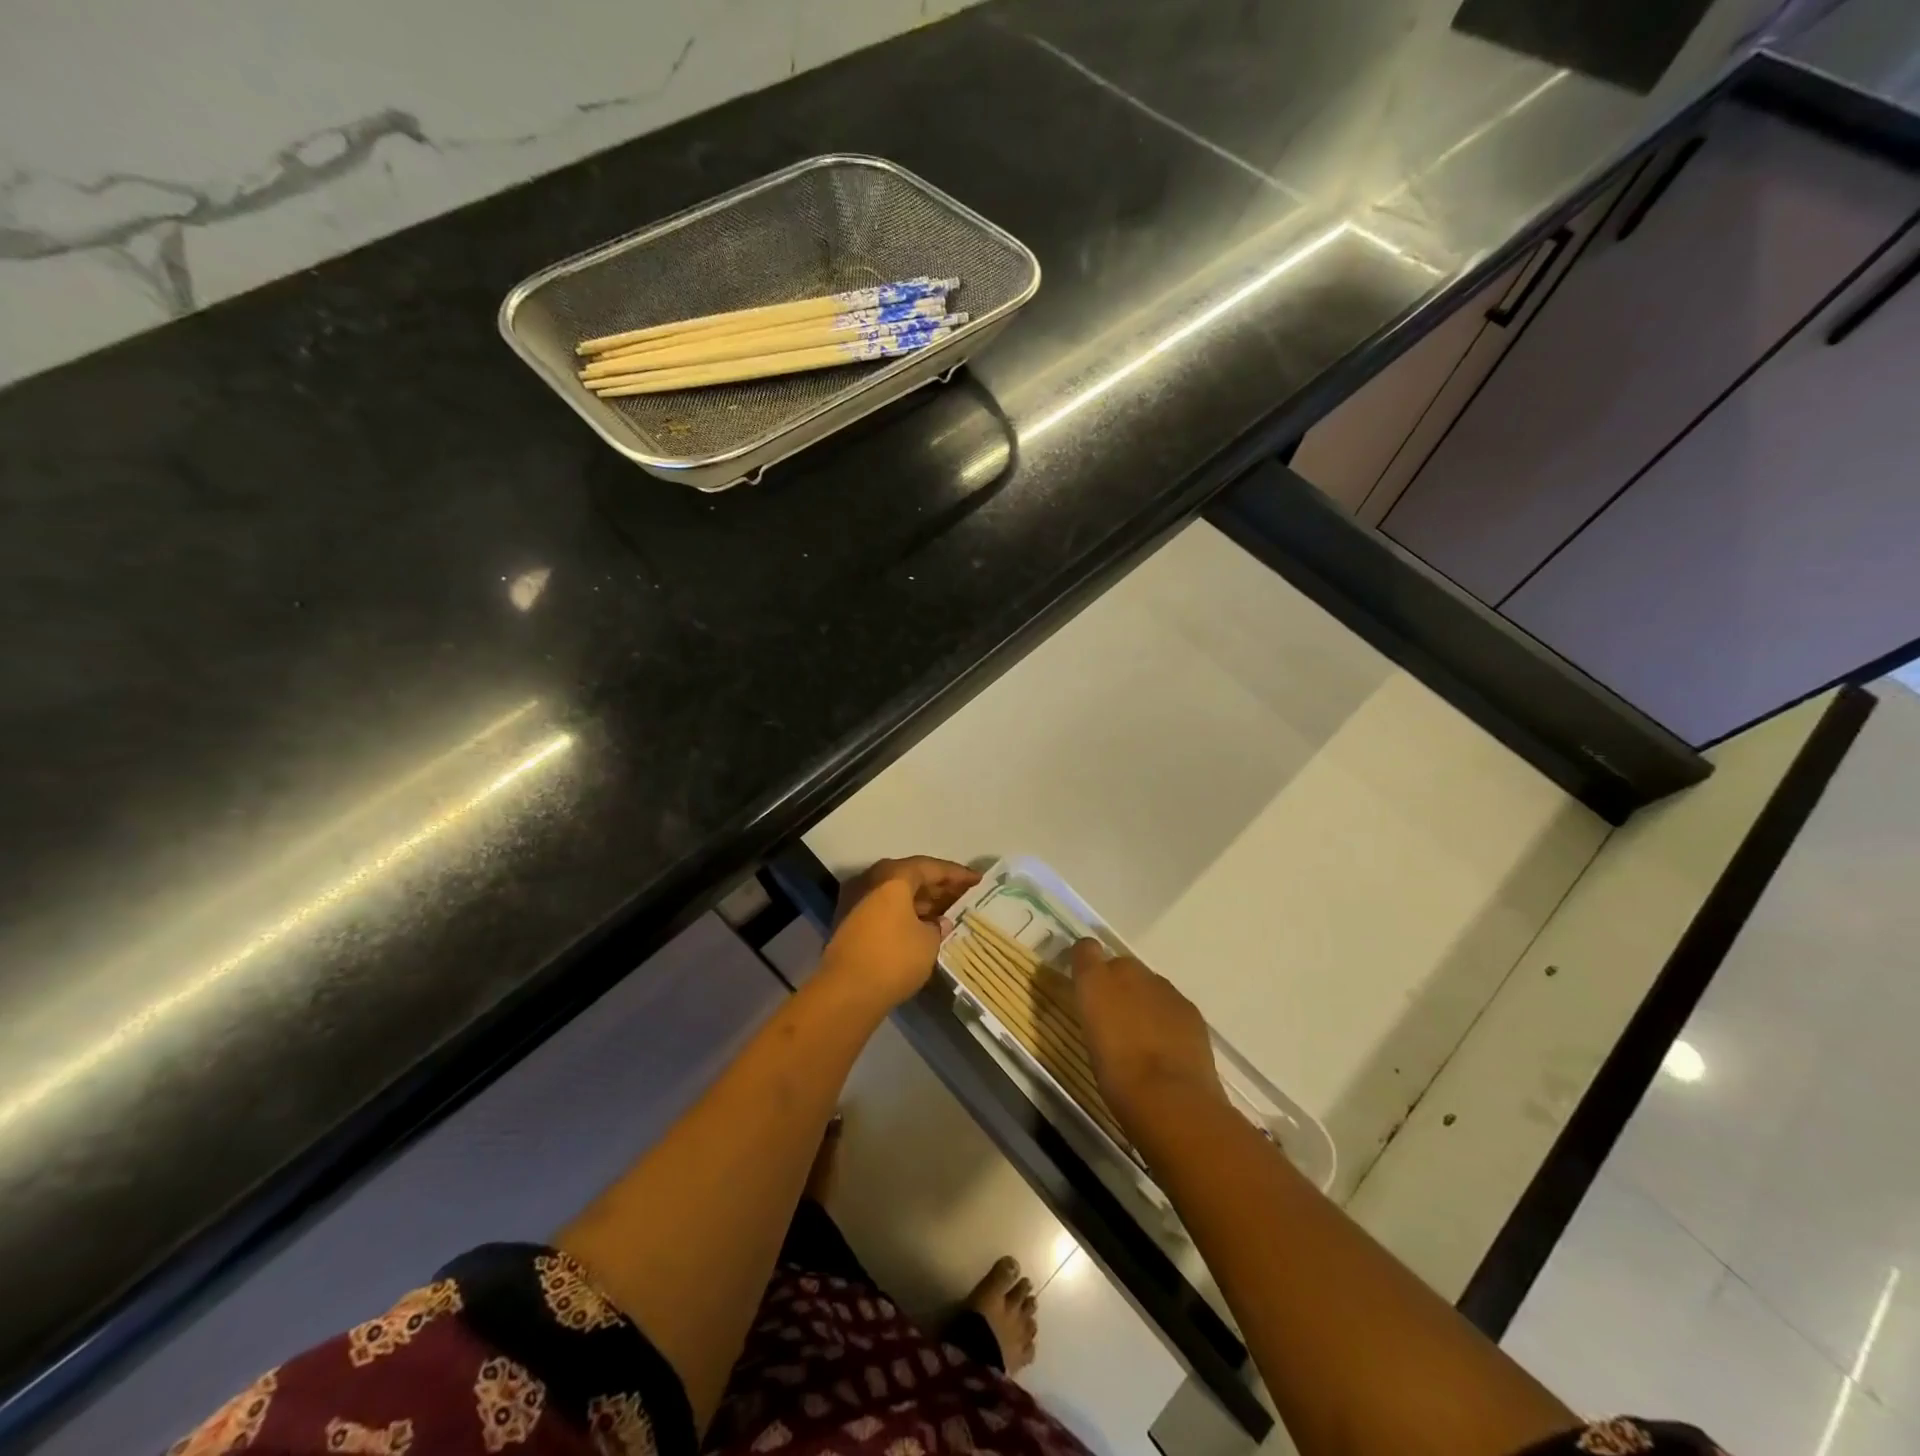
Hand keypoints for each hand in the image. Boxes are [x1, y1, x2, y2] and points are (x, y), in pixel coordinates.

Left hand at [821, 857, 980, 1011]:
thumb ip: (938, 926)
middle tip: (963, 897)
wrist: (846, 992)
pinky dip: (904, 914)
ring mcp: (856, 900)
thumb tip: (939, 923)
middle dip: (938, 888)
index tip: (977, 881)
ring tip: (948, 914)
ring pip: (896, 894)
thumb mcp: (929, 941)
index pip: (931, 867)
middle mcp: (871, 880)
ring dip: (921, 902)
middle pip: (911, 877)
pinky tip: (922, 928)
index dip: (957, 875)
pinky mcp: (849, 922)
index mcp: (893, 876)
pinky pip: (884, 909)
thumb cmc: (894, 958)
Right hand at [1071, 939, 1226, 1125]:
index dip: (1085, 960)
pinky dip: (1167, 1016)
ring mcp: (1163, 988)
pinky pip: (1171, 1003)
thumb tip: (1100, 1010)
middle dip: (1117, 984)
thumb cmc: (1116, 1076)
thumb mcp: (1091, 1043)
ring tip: (1144, 1036)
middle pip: (1120, 966)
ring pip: (1148, 985)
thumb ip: (1095, 1014)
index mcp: (1095, 981)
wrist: (1170, 1097)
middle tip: (1115, 1017)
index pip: (1085, 949)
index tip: (1083, 980)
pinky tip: (1168, 1046)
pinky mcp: (1189, 1007)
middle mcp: (1128, 972)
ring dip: (1143, 1001)